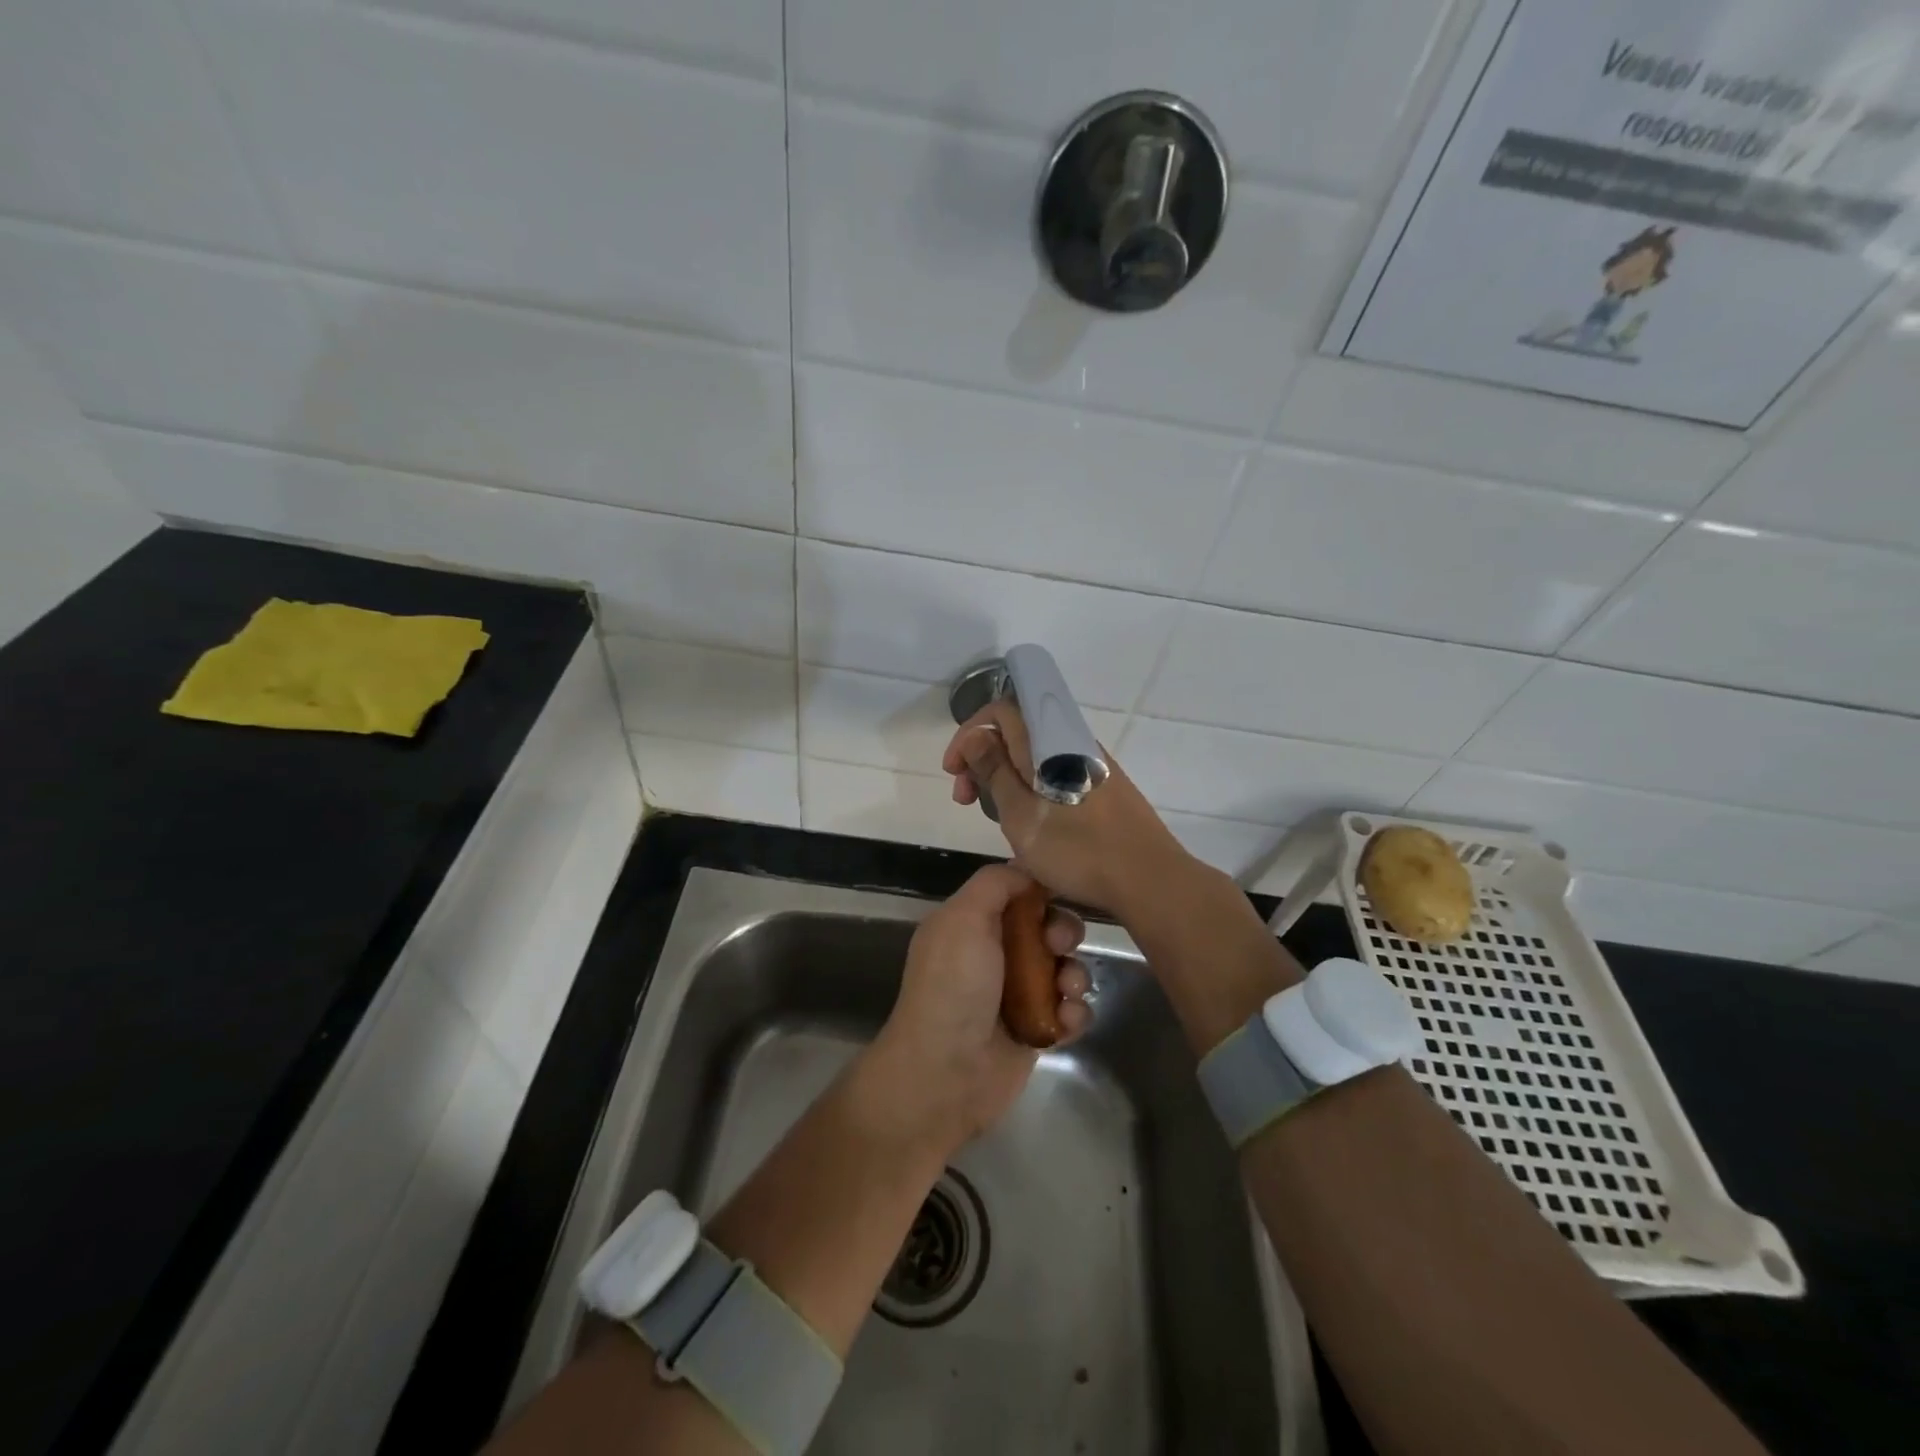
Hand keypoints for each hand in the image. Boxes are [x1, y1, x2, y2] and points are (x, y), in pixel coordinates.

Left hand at [860, 864, 1091, 1156]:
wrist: (945, 1075)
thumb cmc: (953, 988)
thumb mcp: (962, 919)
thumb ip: (993, 885)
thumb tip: (1026, 871)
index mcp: (971, 925)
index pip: (1016, 894)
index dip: (1040, 892)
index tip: (1056, 896)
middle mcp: (993, 955)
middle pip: (1046, 929)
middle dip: (1063, 932)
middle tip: (1060, 946)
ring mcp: (1016, 995)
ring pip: (1064, 969)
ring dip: (1075, 975)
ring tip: (1066, 990)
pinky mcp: (1037, 1031)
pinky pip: (1070, 1012)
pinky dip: (1074, 1014)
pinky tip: (1066, 1022)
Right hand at [942, 699, 1194, 915]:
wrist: (1149, 879)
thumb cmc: (1078, 851)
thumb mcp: (1021, 815)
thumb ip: (995, 771)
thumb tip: (976, 736)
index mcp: (1050, 742)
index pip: (1000, 711)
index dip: (970, 734)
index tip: (953, 771)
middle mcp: (1073, 742)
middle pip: (1017, 731)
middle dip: (983, 757)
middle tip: (966, 799)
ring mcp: (1093, 764)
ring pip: (1036, 754)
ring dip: (1005, 775)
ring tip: (993, 813)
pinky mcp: (1105, 786)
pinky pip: (1056, 771)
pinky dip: (1031, 785)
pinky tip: (1029, 819)